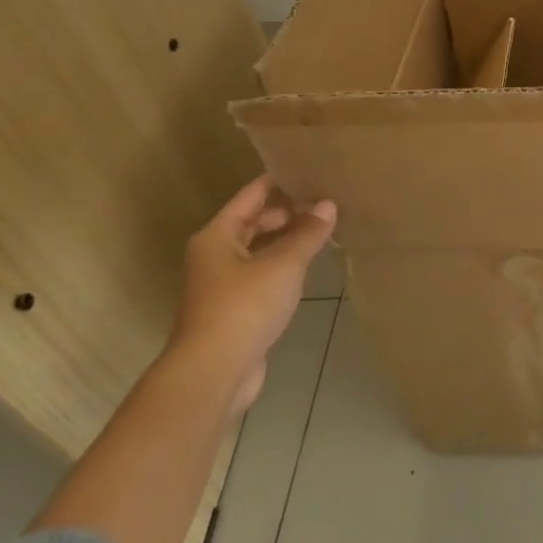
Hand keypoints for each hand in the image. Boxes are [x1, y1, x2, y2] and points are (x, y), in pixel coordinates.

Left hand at [170, 175, 336, 414]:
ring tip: (323, 229)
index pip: (252, 195)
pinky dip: (282, 266)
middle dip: (288, 211)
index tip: (310, 169)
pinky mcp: (233, 310)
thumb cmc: (245, 306)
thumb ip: (307, 233)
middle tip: (325, 201)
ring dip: (286, 240)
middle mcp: (214, 255)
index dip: (280, 181)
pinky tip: (307, 267)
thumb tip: (327, 205)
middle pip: (254, 221)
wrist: (214, 372)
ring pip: (258, 250)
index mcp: (218, 235)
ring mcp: (222, 284)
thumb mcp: (284, 264)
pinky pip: (261, 275)